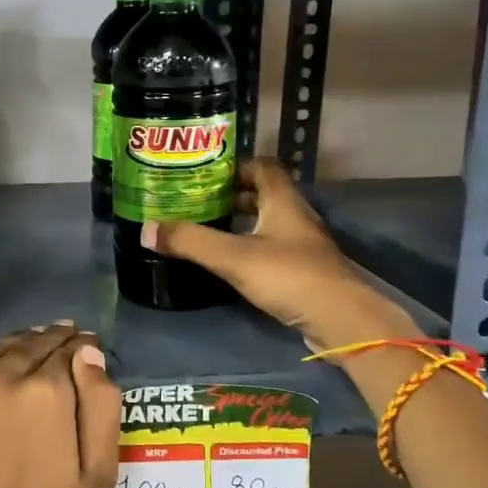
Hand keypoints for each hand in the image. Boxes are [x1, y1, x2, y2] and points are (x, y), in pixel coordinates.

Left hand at [0, 323, 119, 487]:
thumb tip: (89, 353)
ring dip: (18, 346)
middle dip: (52, 340)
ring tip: (29, 352)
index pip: (70, 349)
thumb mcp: (97, 476)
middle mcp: (1, 375)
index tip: (86, 347)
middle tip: (63, 340)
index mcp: (47, 391)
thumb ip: (101, 405)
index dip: (81, 346)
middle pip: (33, 343)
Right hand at [142, 158, 413, 351]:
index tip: (204, 175)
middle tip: (197, 202)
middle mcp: (295, 216)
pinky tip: (231, 262)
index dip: (234, 166)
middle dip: (231, 195)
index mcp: (282, 201)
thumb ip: (190, 241)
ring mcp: (303, 245)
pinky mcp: (304, 271)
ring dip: (241, 222)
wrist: (341, 321)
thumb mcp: (233, 257)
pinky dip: (251, 247)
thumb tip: (146, 229)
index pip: (262, 167)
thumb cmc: (289, 276)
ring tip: (207, 230)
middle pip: (263, 194)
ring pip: (268, 222)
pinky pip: (273, 248)